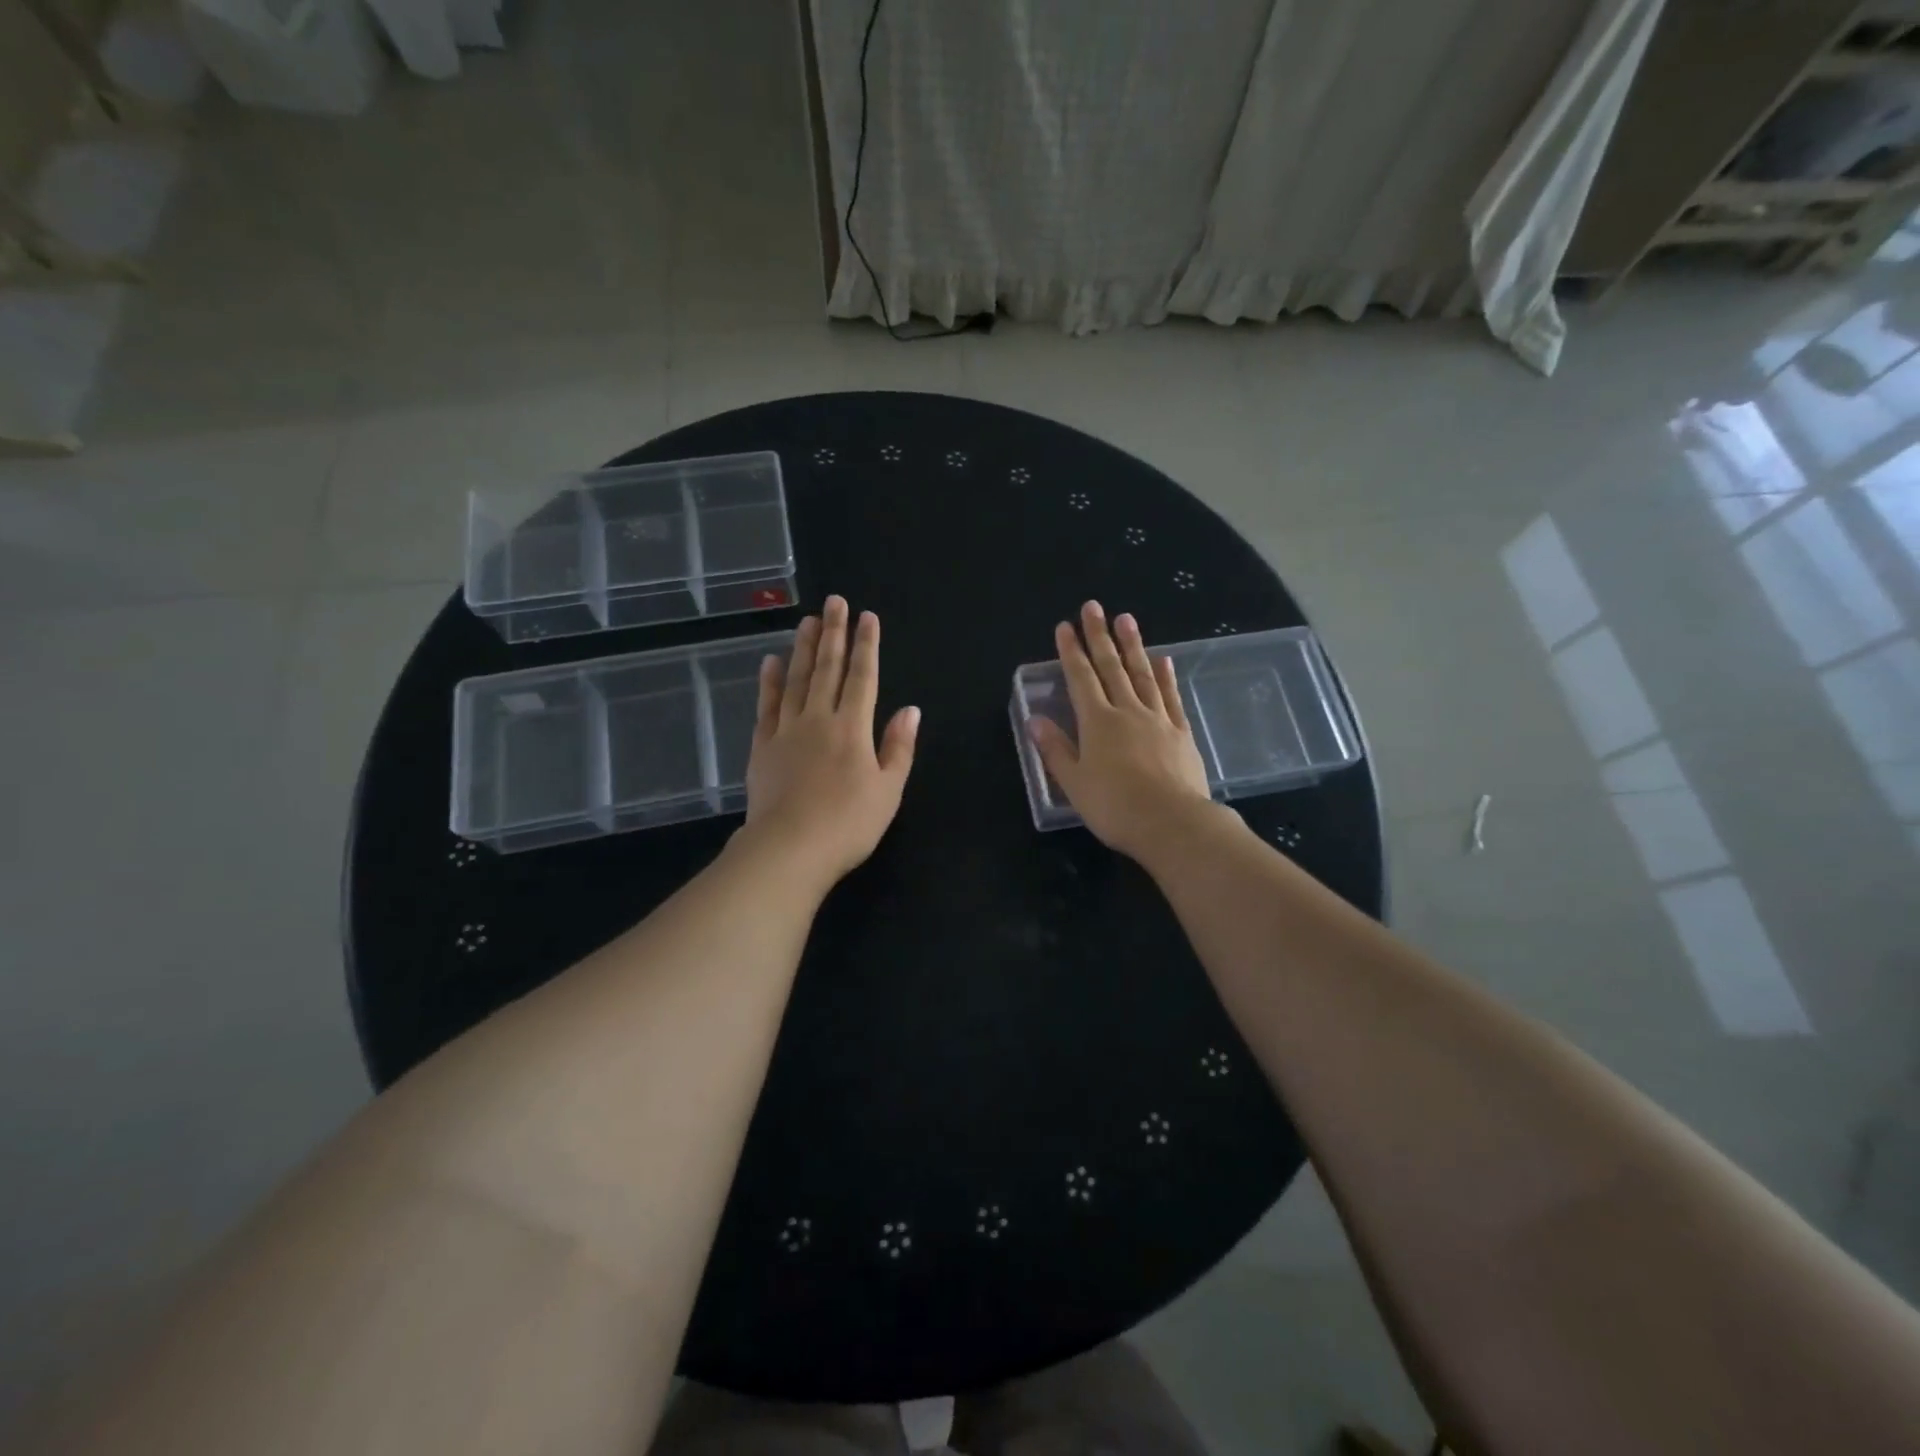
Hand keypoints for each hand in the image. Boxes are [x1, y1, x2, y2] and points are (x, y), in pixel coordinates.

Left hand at [741, 596, 920, 886]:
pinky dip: (770, 682)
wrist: (789, 849)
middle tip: (834, 601)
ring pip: (796, 679)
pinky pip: (766, 705)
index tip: (867, 617)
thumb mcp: (888, 790)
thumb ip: (899, 747)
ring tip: (807, 620)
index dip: (866, 645)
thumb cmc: (848, 824)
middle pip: (827, 668)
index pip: (862, 677)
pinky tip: (771, 661)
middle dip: (833, 633)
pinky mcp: (762, 746)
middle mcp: (818, 719)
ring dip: (803, 648)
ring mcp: (786, 730)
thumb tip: (911, 710)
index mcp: (853, 728)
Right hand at [1027, 601, 1211, 860]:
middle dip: (1099, 637)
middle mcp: (1127, 712)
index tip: (1065, 627)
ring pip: (1142, 675)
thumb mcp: (1074, 782)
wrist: (1172, 823)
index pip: (1080, 679)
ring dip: (1133, 646)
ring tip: (1126, 619)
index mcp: (1097, 723)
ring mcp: (1158, 720)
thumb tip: (1035, 718)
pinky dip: (1165, 677)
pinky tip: (1163, 660)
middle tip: (1094, 607)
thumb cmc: (1115, 807)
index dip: (1071, 652)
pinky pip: (1171, 697)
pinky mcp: (1181, 734)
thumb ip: (1055, 749)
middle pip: (1111, 668)